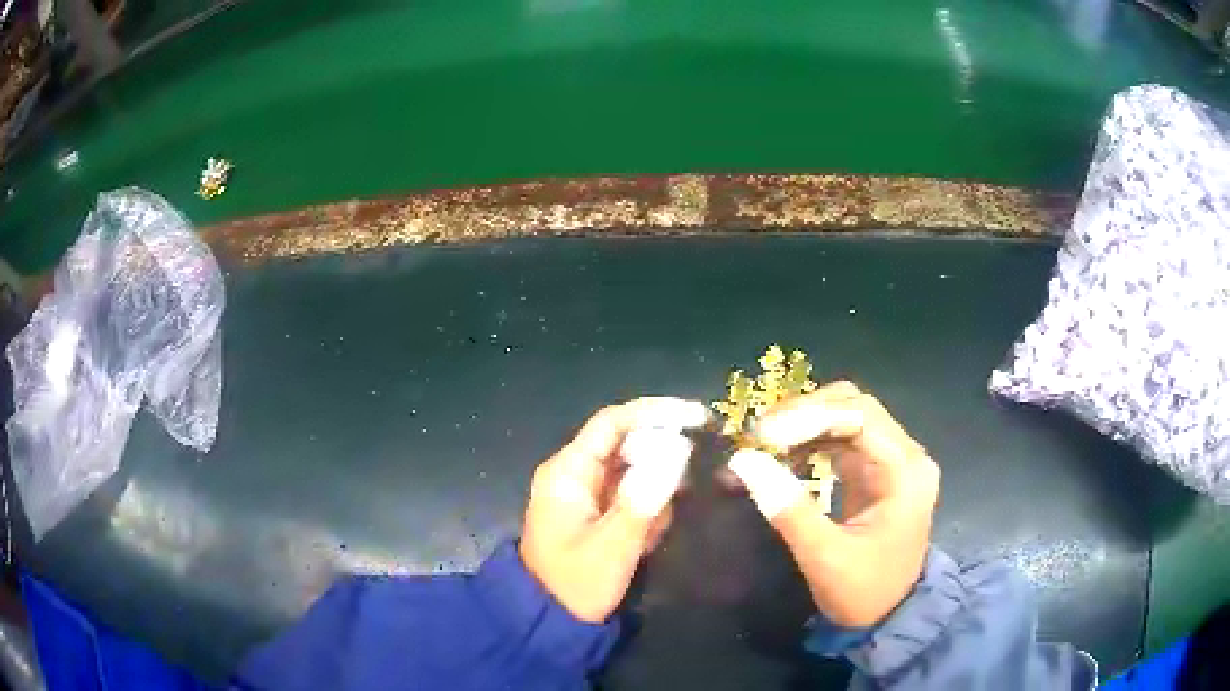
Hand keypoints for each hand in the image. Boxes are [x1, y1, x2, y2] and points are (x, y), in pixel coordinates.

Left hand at [519, 397, 707, 622]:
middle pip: (627, 444)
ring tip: (654, 530)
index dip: (656, 413)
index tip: (698, 417)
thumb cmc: (575, 584)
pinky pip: (632, 495)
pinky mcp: (598, 512)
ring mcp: (586, 493)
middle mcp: (575, 474)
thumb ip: (644, 498)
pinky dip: (648, 510)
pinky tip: (647, 540)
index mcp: (568, 472)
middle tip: (685, 489)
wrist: (550, 621)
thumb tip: (678, 448)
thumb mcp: (613, 546)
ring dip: (655, 493)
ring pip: (634, 471)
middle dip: (660, 462)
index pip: (613, 422)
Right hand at [726, 381, 939, 628]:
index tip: (764, 438)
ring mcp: (893, 461)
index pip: (859, 416)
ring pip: (847, 416)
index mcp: (905, 471)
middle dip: (804, 413)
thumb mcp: (825, 558)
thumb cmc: (864, 591)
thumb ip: (788, 509)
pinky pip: (844, 438)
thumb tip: (743, 461)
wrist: (890, 616)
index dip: (809, 417)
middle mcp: (905, 455)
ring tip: (765, 444)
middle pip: (854, 406)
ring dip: (805, 423)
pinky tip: (786, 456)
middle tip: (759, 436)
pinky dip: (811, 440)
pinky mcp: (878, 471)